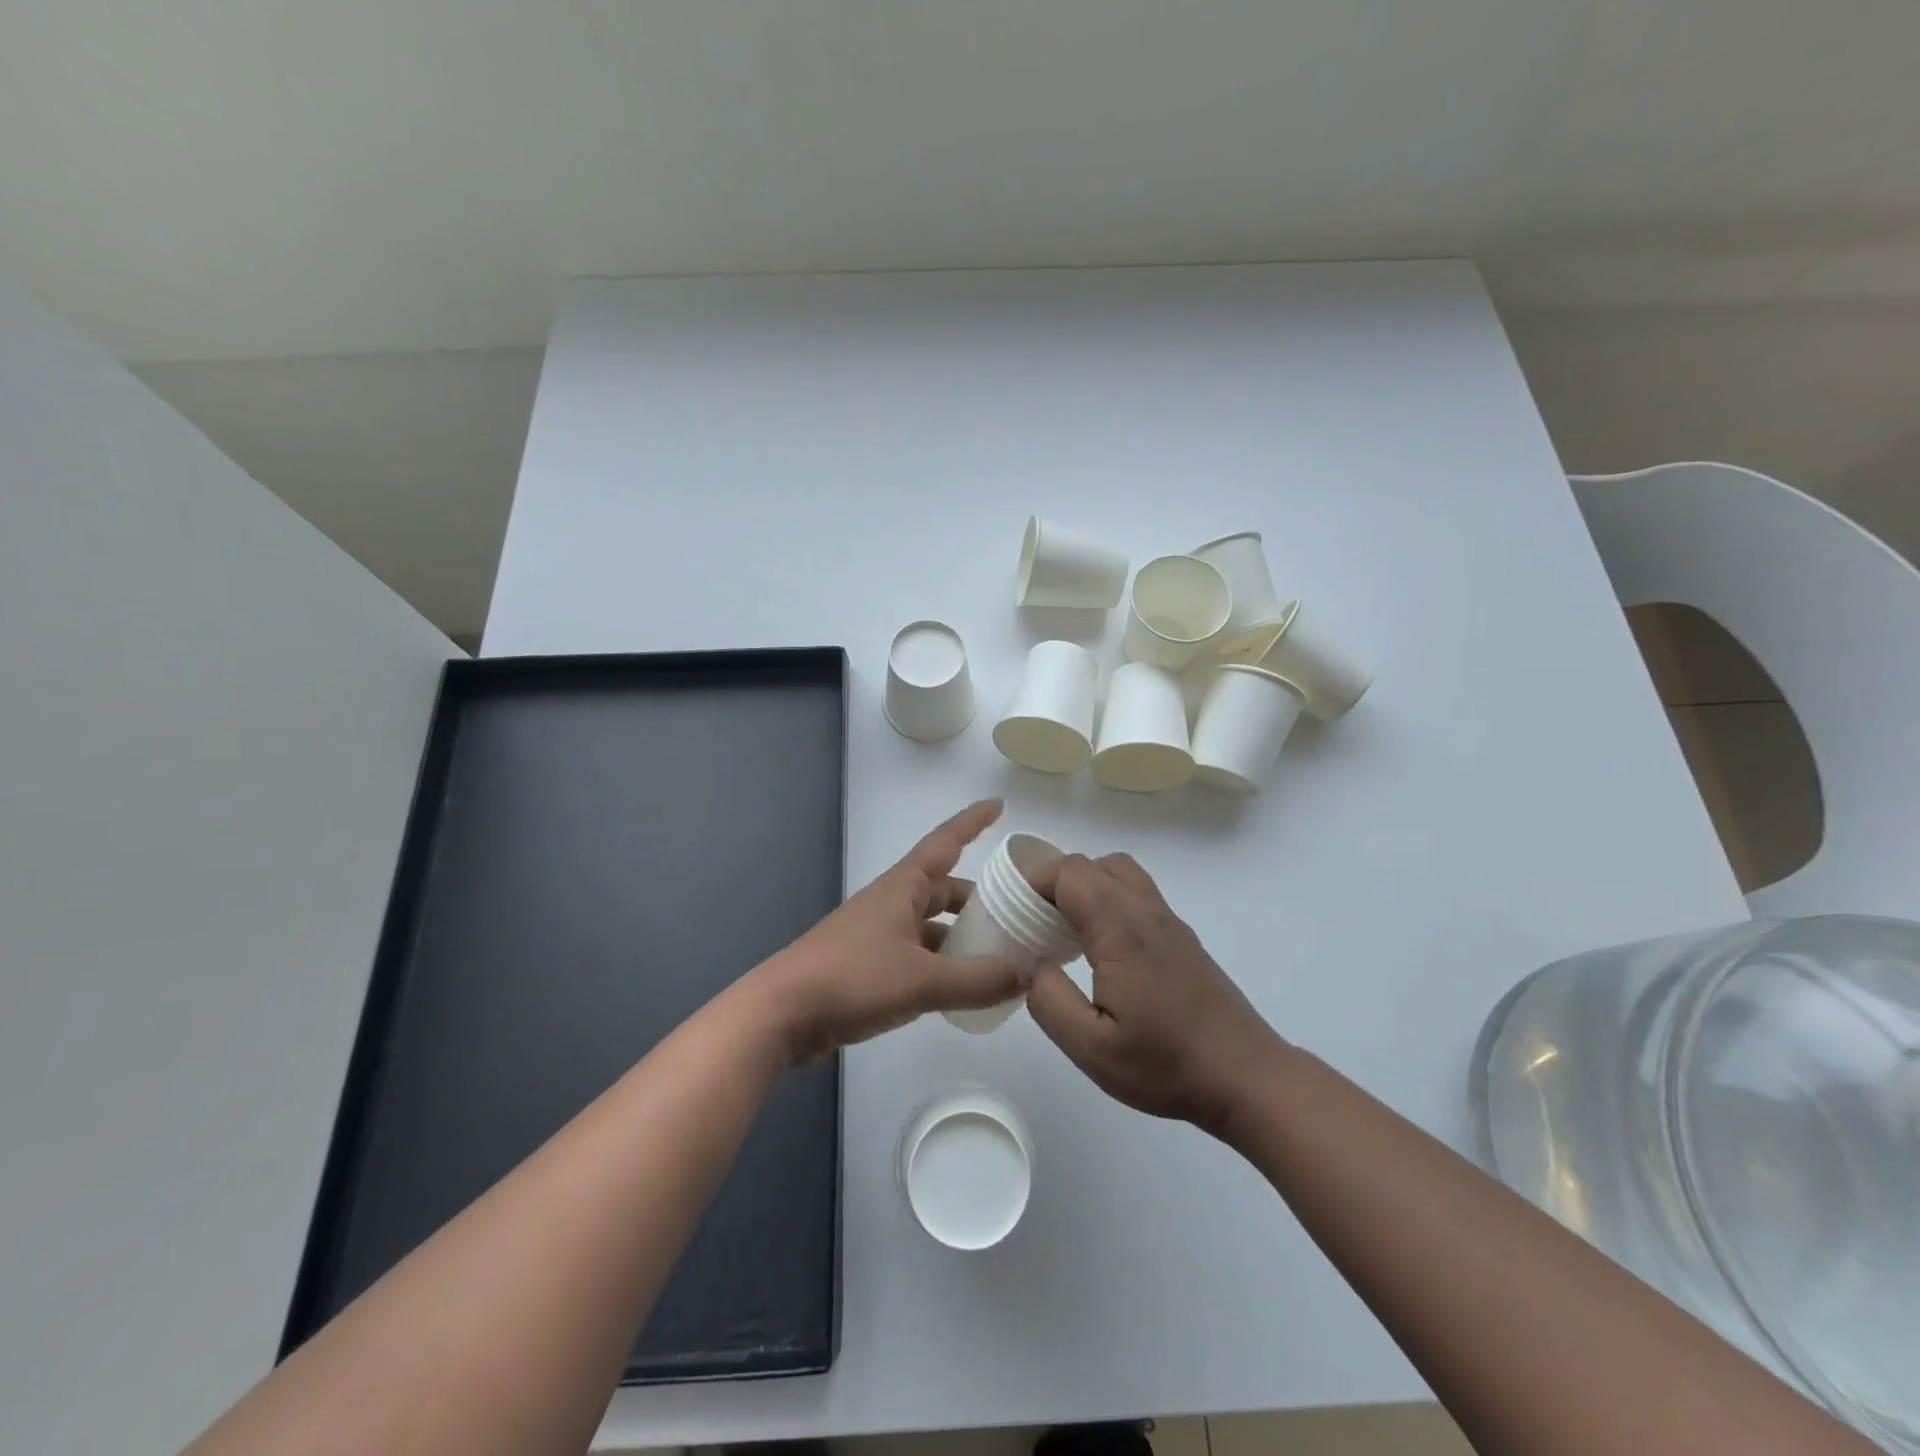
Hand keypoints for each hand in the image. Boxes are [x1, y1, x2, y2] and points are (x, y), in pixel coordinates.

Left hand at [754, 800, 1029, 1063]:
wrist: (781, 1014)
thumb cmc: (852, 979)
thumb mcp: (922, 981)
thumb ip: (978, 980)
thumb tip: (1029, 976)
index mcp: (902, 888)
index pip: (945, 843)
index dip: (972, 822)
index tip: (999, 805)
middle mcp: (890, 903)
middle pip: (942, 889)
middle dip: (976, 898)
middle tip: (1015, 913)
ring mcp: (876, 935)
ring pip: (929, 926)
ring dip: (960, 936)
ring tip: (997, 956)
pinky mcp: (866, 966)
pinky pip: (916, 955)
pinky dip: (941, 965)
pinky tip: (959, 988)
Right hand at [1024, 852, 1283, 1134]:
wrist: (1247, 1077)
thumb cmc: (1166, 1065)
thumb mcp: (1092, 1048)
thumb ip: (1049, 1001)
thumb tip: (1032, 966)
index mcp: (1120, 929)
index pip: (1071, 872)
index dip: (1037, 882)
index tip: (1017, 913)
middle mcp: (1146, 912)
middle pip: (1095, 864)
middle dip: (1058, 882)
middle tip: (1037, 922)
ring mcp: (1170, 922)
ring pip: (1121, 873)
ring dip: (1089, 886)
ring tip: (1069, 930)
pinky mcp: (1184, 938)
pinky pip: (1139, 895)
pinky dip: (1112, 900)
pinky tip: (1105, 951)